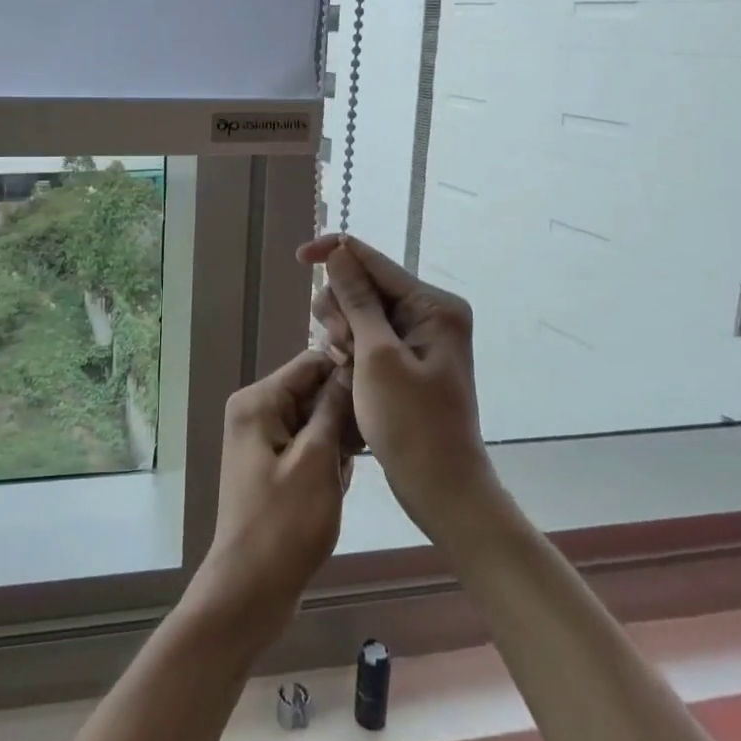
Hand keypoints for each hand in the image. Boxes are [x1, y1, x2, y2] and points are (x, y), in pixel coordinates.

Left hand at [189, 350, 353, 646]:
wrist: (251, 590)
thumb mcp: (317, 460)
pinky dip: (328, 461)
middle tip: (363, 446)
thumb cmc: (285, 523)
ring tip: (346, 473)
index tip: (384, 389)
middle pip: (313, 391)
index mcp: (258, 401)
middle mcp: (256, 410)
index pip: (311, 362)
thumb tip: (350, 367)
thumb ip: (333, 408)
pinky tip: (337, 487)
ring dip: (338, 443)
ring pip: (316, 420)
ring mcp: (263, 439)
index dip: (347, 369)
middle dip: (342, 415)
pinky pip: (309, 445)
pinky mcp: (273, 464)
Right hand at [298, 234, 494, 546]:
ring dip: (343, 333)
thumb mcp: (377, 357)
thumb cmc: (412, 424)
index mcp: (433, 305)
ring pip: (360, 312)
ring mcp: (419, 337)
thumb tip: (339, 252)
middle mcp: (429, 313)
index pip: (374, 260)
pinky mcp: (407, 360)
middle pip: (364, 284)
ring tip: (346, 367)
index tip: (298, 258)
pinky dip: (351, 350)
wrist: (442, 489)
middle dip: (341, 309)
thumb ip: (357, 300)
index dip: (335, 253)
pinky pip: (367, 336)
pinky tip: (349, 373)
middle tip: (342, 348)